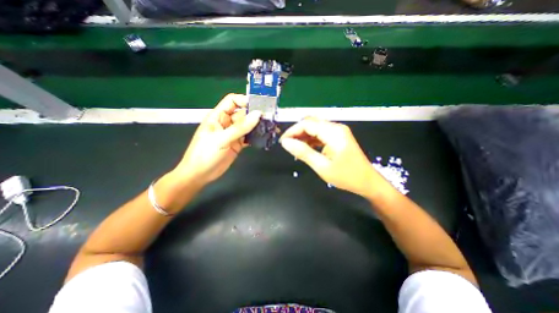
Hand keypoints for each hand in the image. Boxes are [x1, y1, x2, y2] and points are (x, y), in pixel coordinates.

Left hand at [172, 93, 261, 185]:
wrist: (200, 174)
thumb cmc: (205, 154)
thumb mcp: (221, 139)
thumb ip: (240, 127)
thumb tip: (257, 115)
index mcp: (218, 116)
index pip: (232, 101)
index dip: (245, 100)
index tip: (259, 105)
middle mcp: (227, 123)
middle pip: (243, 114)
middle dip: (256, 115)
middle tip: (270, 118)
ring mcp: (233, 134)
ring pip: (248, 126)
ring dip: (258, 126)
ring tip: (271, 127)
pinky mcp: (238, 144)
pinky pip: (249, 137)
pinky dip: (256, 137)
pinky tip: (264, 137)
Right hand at [279, 117, 379, 197]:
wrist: (367, 182)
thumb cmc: (346, 176)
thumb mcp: (322, 166)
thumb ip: (303, 152)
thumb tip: (286, 143)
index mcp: (333, 133)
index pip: (307, 124)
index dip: (292, 131)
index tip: (283, 142)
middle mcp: (336, 127)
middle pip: (311, 123)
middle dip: (297, 132)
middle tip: (288, 145)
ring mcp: (338, 131)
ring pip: (315, 128)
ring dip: (303, 136)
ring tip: (294, 148)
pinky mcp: (338, 137)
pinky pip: (320, 134)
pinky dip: (311, 139)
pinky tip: (305, 148)